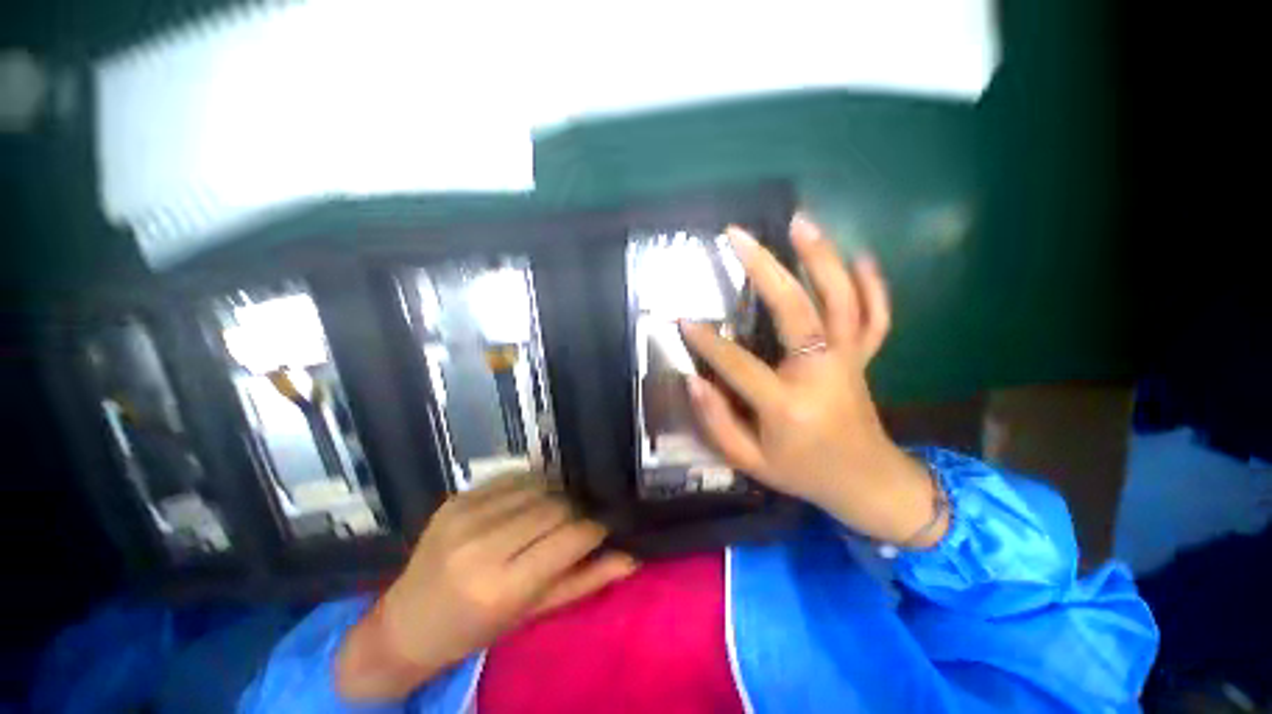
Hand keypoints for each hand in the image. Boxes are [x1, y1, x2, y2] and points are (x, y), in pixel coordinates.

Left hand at [336, 476, 637, 700]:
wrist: (406, 623)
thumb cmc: (475, 629)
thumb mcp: (532, 613)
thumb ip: (584, 582)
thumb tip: (632, 558)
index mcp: (502, 587)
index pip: (570, 538)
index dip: (595, 527)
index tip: (604, 525)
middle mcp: (483, 546)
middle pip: (555, 505)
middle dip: (577, 509)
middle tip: (581, 518)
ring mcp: (466, 516)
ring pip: (537, 485)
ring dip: (556, 494)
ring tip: (558, 508)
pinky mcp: (457, 498)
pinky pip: (512, 478)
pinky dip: (532, 485)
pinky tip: (532, 498)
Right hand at [680, 214, 945, 545]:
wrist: (866, 483)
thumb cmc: (802, 472)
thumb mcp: (749, 461)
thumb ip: (716, 422)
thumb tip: (693, 380)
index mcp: (788, 405)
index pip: (738, 364)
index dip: (707, 342)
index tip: (682, 320)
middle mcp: (822, 373)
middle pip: (796, 311)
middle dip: (764, 269)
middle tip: (737, 236)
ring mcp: (848, 360)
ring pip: (842, 301)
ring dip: (821, 258)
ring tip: (799, 222)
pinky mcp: (863, 357)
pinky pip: (875, 317)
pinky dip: (872, 285)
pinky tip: (860, 257)